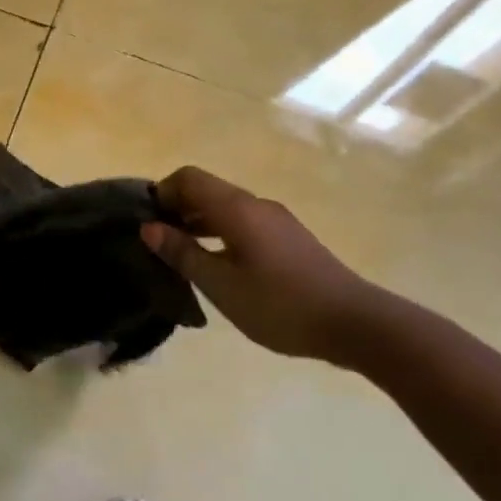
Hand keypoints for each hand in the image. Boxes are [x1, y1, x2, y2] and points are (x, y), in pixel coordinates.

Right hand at [141, 167, 377, 361]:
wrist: (353, 322)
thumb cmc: (279, 305)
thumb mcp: (221, 285)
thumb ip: (183, 253)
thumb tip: (149, 228)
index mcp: (237, 208)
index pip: (189, 178)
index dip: (162, 192)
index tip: (147, 222)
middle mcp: (256, 204)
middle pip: (208, 190)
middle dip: (178, 208)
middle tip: (158, 243)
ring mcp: (276, 220)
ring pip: (226, 207)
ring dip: (199, 222)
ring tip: (182, 256)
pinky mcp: (289, 238)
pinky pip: (244, 222)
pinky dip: (221, 232)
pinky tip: (218, 265)